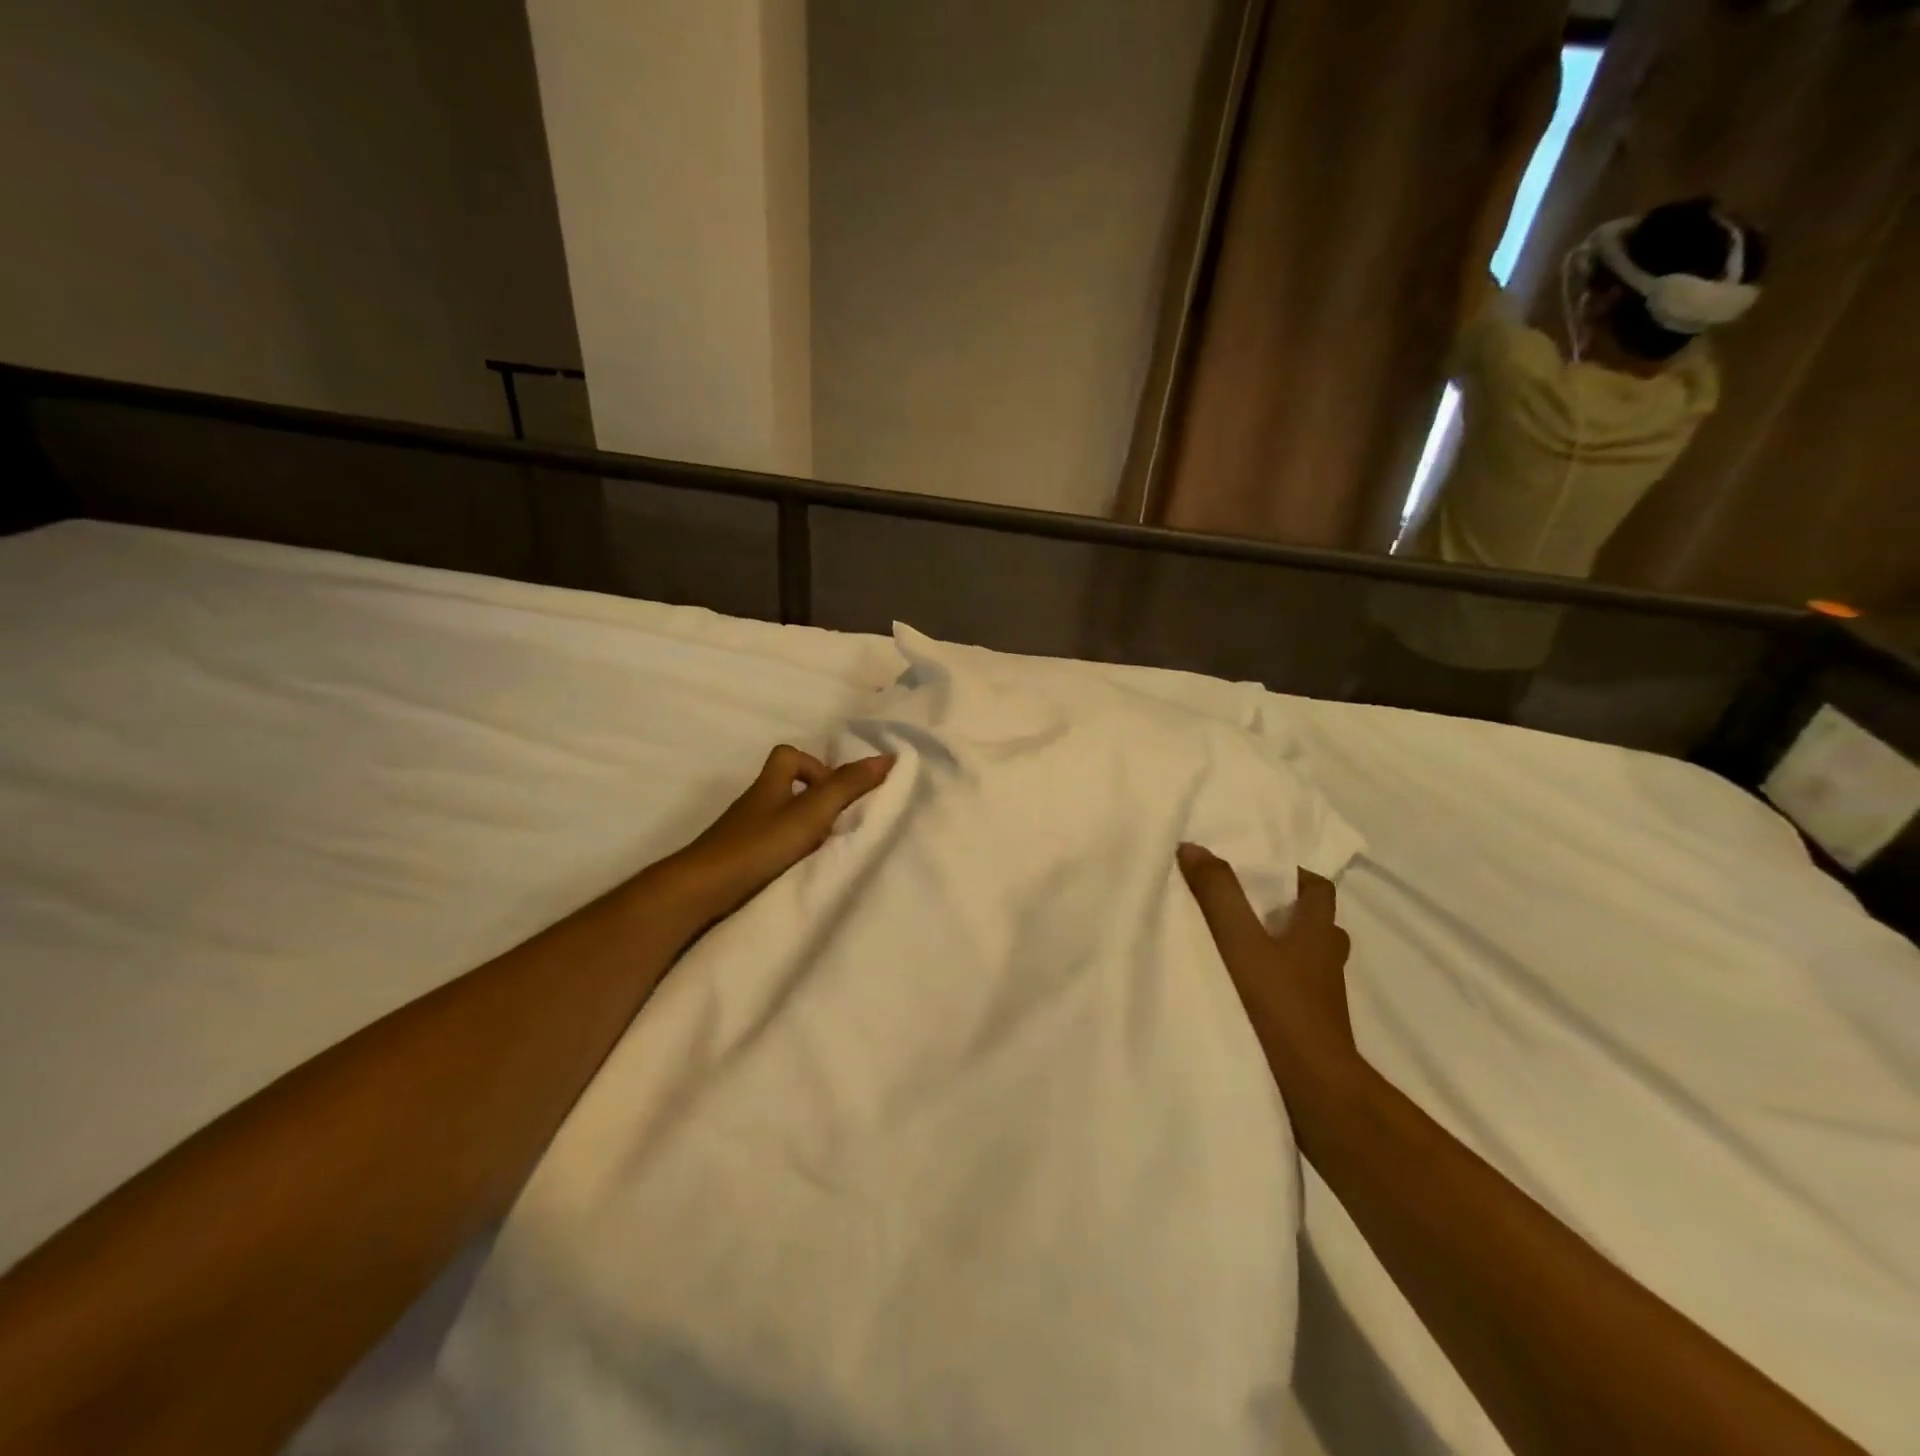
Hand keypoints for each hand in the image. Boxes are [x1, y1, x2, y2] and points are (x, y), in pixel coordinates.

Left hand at [663, 745, 894, 925]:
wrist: (702, 891)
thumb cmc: (759, 844)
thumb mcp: (811, 812)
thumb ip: (847, 786)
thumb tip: (887, 757)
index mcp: (769, 785)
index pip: (788, 756)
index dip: (814, 765)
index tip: (835, 792)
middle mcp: (754, 805)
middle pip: (784, 788)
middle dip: (813, 802)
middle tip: (836, 826)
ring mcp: (741, 834)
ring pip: (777, 820)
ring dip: (802, 831)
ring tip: (824, 852)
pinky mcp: (736, 862)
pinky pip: (768, 848)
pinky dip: (787, 854)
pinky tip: (799, 872)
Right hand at [1177, 847, 1357, 1095]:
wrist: (1314, 1090)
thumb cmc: (1280, 1006)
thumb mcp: (1240, 942)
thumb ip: (1218, 894)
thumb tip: (1193, 847)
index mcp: (1317, 934)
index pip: (1320, 891)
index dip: (1298, 876)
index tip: (1264, 871)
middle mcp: (1326, 962)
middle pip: (1317, 926)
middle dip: (1289, 912)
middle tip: (1248, 906)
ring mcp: (1322, 999)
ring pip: (1308, 961)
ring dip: (1284, 949)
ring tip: (1241, 946)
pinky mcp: (1311, 1028)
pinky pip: (1295, 992)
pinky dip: (1277, 982)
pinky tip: (1245, 989)